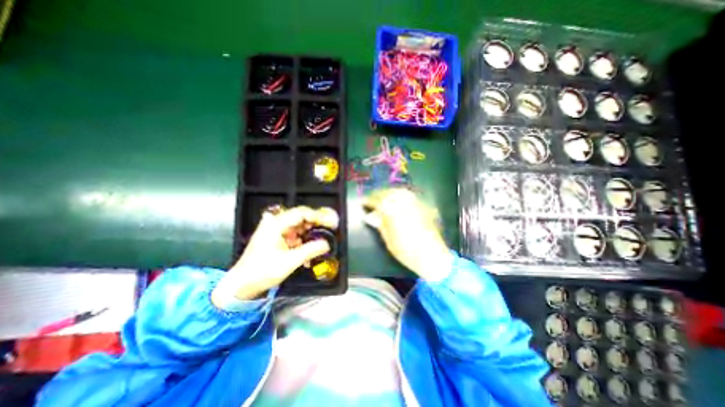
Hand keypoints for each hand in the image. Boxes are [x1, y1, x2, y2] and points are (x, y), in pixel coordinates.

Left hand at [214, 206, 338, 300]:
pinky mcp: (276, 238)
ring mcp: (275, 230)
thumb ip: (310, 250)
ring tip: (321, 243)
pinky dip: (303, 241)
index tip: (331, 224)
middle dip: (317, 225)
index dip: (319, 217)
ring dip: (310, 235)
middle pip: (301, 218)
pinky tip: (308, 252)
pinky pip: (295, 234)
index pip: (302, 213)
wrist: (241, 286)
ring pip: (299, 226)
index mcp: (276, 224)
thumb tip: (327, 244)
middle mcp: (275, 223)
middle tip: (330, 231)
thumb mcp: (289, 262)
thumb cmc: (262, 272)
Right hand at [366, 188, 450, 280]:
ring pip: (400, 192)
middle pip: (389, 193)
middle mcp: (405, 203)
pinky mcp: (423, 207)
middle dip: (379, 194)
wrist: (432, 256)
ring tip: (384, 197)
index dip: (369, 201)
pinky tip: (399, 200)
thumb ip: (380, 224)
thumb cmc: (406, 250)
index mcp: (393, 211)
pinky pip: (410, 196)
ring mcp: (416, 203)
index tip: (363, 202)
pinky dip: (401, 195)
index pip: (378, 201)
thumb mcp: (389, 239)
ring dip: (390, 192)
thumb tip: (370, 216)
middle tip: (372, 199)